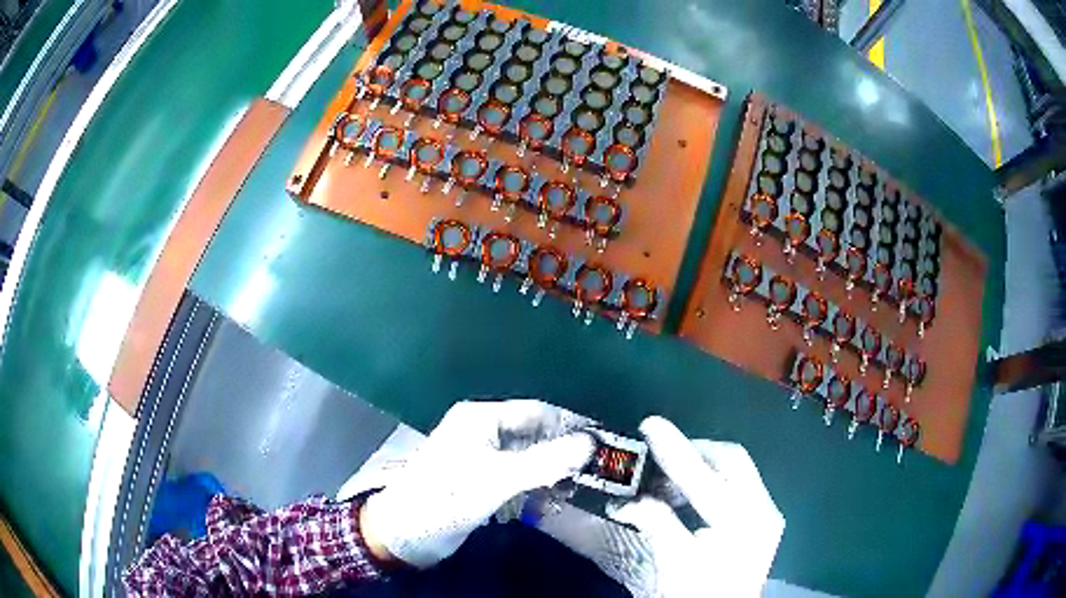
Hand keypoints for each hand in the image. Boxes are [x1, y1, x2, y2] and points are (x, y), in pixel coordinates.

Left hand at [360, 399, 594, 567]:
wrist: (406, 533)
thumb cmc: (447, 497)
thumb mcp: (497, 479)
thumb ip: (544, 461)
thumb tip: (591, 444)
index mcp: (481, 418)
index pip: (537, 411)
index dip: (569, 426)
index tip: (600, 444)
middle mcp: (482, 432)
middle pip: (534, 434)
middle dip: (562, 451)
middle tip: (593, 471)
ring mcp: (481, 458)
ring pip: (528, 457)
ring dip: (551, 470)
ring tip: (577, 489)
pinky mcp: (481, 481)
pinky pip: (517, 476)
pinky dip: (536, 485)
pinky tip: (553, 499)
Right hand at [537, 416, 783, 597]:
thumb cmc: (698, 594)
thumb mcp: (673, 561)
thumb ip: (654, 522)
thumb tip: (627, 499)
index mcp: (743, 521)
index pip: (704, 476)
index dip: (674, 449)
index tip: (650, 424)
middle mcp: (764, 509)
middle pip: (732, 460)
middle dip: (694, 453)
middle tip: (659, 460)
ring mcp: (768, 513)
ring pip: (737, 470)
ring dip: (701, 468)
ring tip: (668, 485)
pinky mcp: (765, 519)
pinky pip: (739, 485)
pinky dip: (712, 483)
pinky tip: (689, 500)